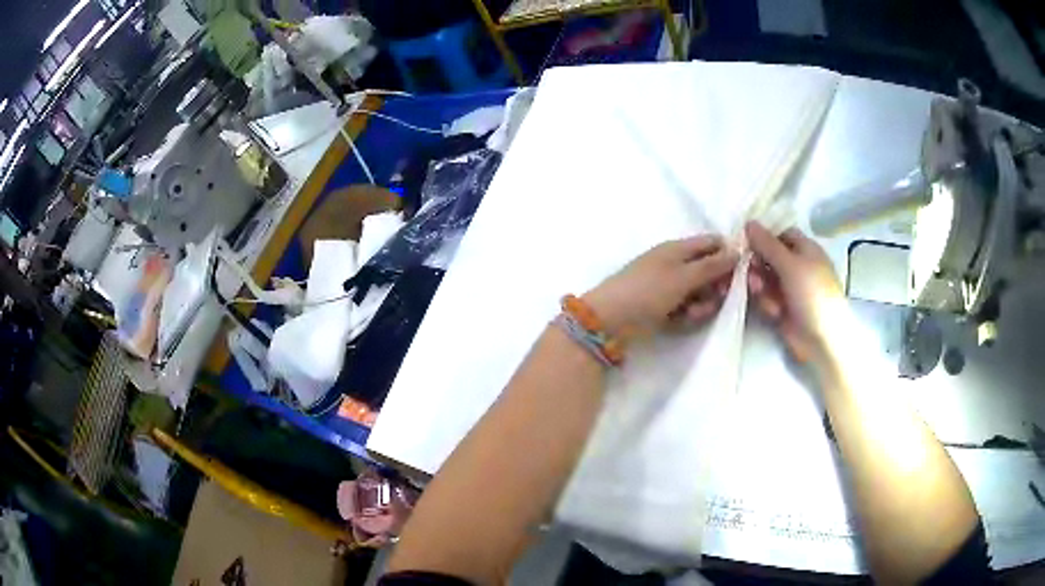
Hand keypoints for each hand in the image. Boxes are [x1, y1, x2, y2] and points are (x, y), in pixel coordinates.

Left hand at [583, 235, 737, 336]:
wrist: (611, 319)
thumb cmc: (648, 290)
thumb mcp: (684, 276)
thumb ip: (712, 265)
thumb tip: (737, 251)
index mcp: (678, 248)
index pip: (712, 243)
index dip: (728, 254)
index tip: (739, 273)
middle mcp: (675, 264)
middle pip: (709, 271)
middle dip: (715, 287)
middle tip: (715, 298)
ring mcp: (669, 286)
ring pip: (700, 293)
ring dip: (701, 305)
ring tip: (690, 313)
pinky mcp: (663, 307)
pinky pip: (686, 308)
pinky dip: (686, 315)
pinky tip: (679, 321)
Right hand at [745, 221, 842, 363]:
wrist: (822, 339)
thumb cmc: (812, 294)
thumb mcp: (790, 265)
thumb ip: (767, 244)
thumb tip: (748, 222)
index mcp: (806, 249)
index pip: (781, 234)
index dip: (764, 235)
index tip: (744, 240)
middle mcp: (798, 266)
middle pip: (769, 256)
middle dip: (757, 263)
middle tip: (748, 270)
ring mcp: (790, 288)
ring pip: (765, 278)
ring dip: (760, 285)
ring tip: (761, 294)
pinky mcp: (783, 308)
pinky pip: (766, 298)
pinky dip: (767, 303)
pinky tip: (774, 312)